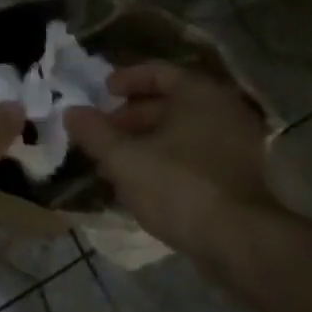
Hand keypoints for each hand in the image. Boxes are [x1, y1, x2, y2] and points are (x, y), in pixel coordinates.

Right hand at [64, 62, 275, 258]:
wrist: (236, 238)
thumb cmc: (177, 186)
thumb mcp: (124, 159)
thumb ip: (95, 133)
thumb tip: (71, 112)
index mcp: (199, 93)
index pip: (159, 73)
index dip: (126, 80)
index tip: (103, 92)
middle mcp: (224, 109)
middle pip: (171, 103)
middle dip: (132, 117)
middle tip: (103, 134)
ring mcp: (238, 142)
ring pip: (183, 132)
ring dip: (148, 141)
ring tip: (115, 162)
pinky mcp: (240, 173)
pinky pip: (197, 153)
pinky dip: (169, 158)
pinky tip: (144, 182)